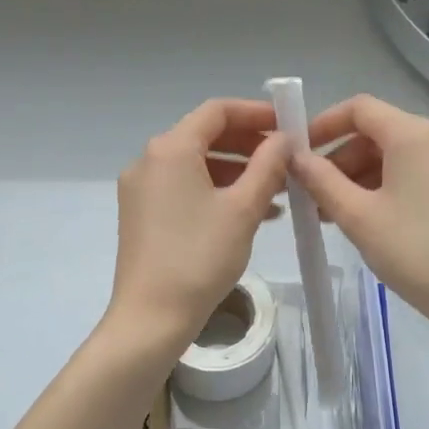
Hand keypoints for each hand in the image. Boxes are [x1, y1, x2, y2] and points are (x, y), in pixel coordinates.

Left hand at [110, 99, 289, 345]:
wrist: (151, 318)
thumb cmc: (200, 258)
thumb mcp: (243, 209)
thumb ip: (268, 165)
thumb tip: (282, 138)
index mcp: (171, 149)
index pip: (217, 111)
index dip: (255, 113)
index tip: (287, 125)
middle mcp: (149, 160)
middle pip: (205, 136)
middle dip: (248, 145)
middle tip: (286, 160)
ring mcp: (141, 188)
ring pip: (196, 165)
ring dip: (236, 171)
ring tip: (277, 192)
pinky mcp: (141, 213)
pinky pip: (183, 188)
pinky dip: (215, 191)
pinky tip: (249, 213)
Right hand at [294, 95, 428, 333]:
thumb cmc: (415, 251)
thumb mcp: (357, 216)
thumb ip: (321, 180)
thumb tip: (295, 157)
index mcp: (413, 134)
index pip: (359, 109)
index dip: (324, 125)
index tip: (300, 153)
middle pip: (379, 132)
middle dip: (341, 159)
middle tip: (314, 195)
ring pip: (399, 156)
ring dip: (363, 177)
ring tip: (337, 214)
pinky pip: (420, 173)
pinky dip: (390, 186)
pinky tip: (373, 220)